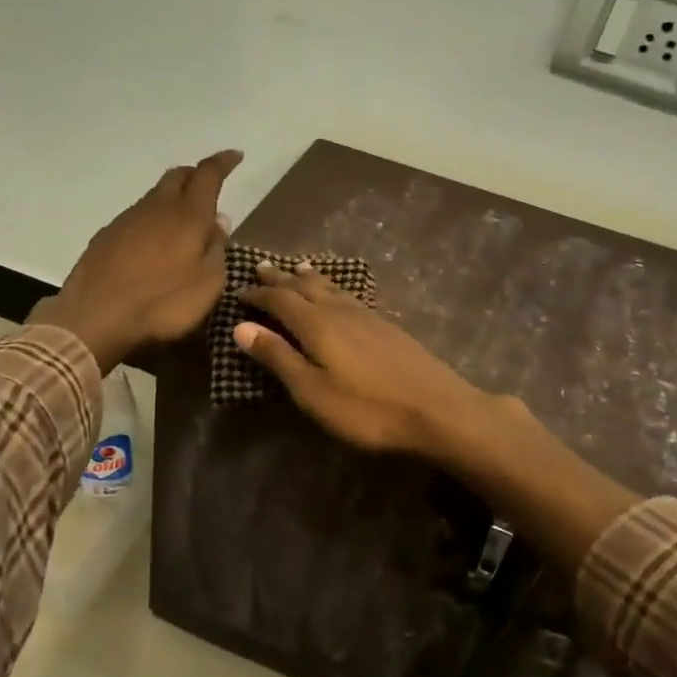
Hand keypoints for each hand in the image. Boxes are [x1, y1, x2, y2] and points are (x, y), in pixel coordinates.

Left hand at [32, 149, 240, 371]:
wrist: (95, 317)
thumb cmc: (162, 303)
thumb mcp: (207, 284)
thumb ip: (216, 249)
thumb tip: (219, 221)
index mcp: (188, 215)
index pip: (208, 175)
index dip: (223, 162)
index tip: (235, 155)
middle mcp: (157, 207)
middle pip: (177, 176)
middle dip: (196, 174)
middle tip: (209, 184)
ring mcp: (127, 220)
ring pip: (155, 195)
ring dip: (172, 198)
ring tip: (184, 217)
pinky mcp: (106, 236)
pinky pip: (137, 216)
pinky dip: (153, 218)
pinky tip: (154, 240)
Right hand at [234, 261, 500, 457]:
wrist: (437, 409)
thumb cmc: (366, 409)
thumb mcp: (312, 391)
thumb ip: (278, 357)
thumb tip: (241, 326)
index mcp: (317, 324)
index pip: (280, 300)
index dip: (258, 295)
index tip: (239, 292)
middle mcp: (340, 311)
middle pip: (305, 287)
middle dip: (281, 278)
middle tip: (262, 267)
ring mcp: (368, 316)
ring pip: (331, 287)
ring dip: (309, 278)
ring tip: (298, 267)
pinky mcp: (388, 326)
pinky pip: (350, 295)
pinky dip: (334, 288)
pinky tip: (340, 295)